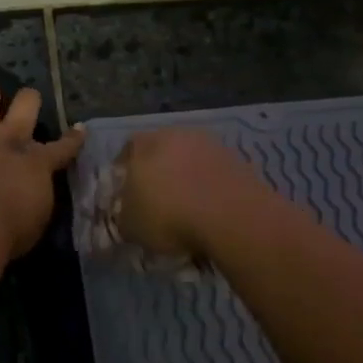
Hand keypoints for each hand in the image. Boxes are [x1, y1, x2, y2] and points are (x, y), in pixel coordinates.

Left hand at [0, 85, 84, 259]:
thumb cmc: (10, 234)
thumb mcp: (39, 218)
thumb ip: (38, 195)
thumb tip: (34, 189)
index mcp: (38, 163)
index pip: (63, 146)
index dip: (74, 137)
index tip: (79, 129)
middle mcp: (8, 140)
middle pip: (27, 102)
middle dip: (29, 100)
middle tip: (26, 106)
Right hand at [114, 128, 271, 259]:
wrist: (231, 217)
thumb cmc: (168, 216)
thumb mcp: (131, 226)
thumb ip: (124, 216)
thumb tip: (127, 215)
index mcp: (145, 145)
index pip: (128, 149)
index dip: (126, 169)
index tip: (126, 192)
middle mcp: (177, 135)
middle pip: (162, 150)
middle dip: (158, 171)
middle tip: (156, 198)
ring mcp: (211, 145)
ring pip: (191, 160)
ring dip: (187, 179)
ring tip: (186, 208)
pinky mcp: (239, 161)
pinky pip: (215, 174)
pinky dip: (210, 189)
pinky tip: (209, 211)